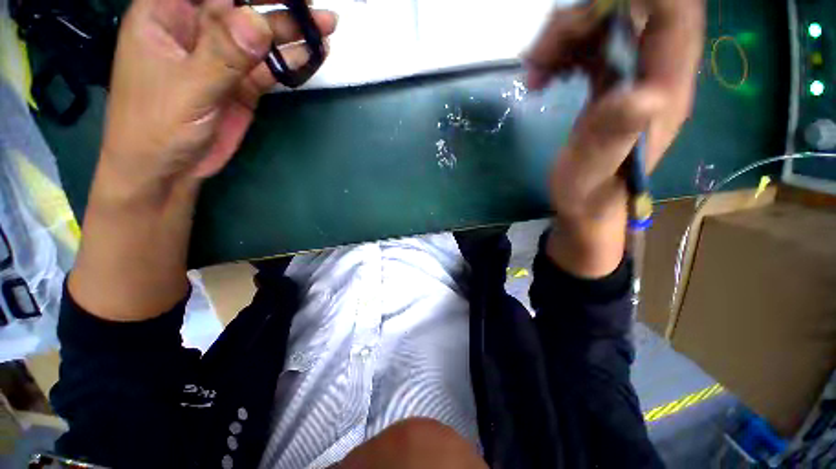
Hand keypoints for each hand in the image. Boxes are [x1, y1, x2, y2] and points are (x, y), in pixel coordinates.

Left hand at [70, 0, 336, 320]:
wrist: (169, 170)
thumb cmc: (157, 127)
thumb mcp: (188, 90)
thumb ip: (222, 56)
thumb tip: (257, 22)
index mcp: (167, 14)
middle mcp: (196, 28)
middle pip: (240, 5)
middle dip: (277, 3)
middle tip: (314, 8)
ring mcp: (223, 57)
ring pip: (261, 34)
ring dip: (293, 32)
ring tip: (324, 27)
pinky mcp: (242, 83)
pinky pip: (269, 66)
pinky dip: (291, 61)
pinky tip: (312, 55)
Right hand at [526, 0, 703, 276]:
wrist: (586, 206)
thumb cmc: (590, 195)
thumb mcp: (596, 171)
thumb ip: (615, 135)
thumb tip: (644, 93)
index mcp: (663, 90)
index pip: (675, 14)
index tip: (589, 10)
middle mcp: (654, 73)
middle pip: (632, 12)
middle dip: (582, 20)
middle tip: (541, 55)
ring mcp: (632, 75)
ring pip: (606, 25)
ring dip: (565, 38)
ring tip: (533, 73)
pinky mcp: (610, 83)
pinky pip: (591, 47)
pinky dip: (562, 53)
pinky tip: (543, 77)